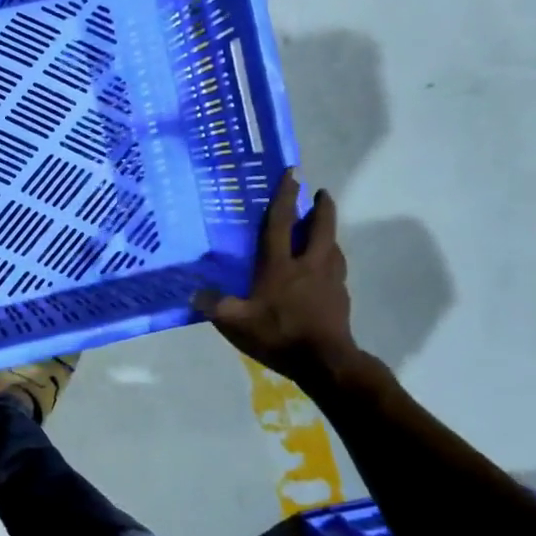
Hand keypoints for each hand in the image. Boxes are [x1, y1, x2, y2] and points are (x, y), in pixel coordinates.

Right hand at [198, 169, 359, 384]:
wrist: (326, 361)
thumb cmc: (279, 334)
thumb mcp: (237, 322)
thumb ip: (215, 305)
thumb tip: (194, 293)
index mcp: (280, 265)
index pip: (280, 224)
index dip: (284, 197)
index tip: (293, 173)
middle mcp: (308, 265)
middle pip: (320, 228)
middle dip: (321, 208)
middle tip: (320, 193)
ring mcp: (329, 280)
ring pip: (332, 247)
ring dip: (328, 233)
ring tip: (322, 229)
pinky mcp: (340, 297)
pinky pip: (336, 269)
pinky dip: (331, 260)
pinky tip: (326, 268)